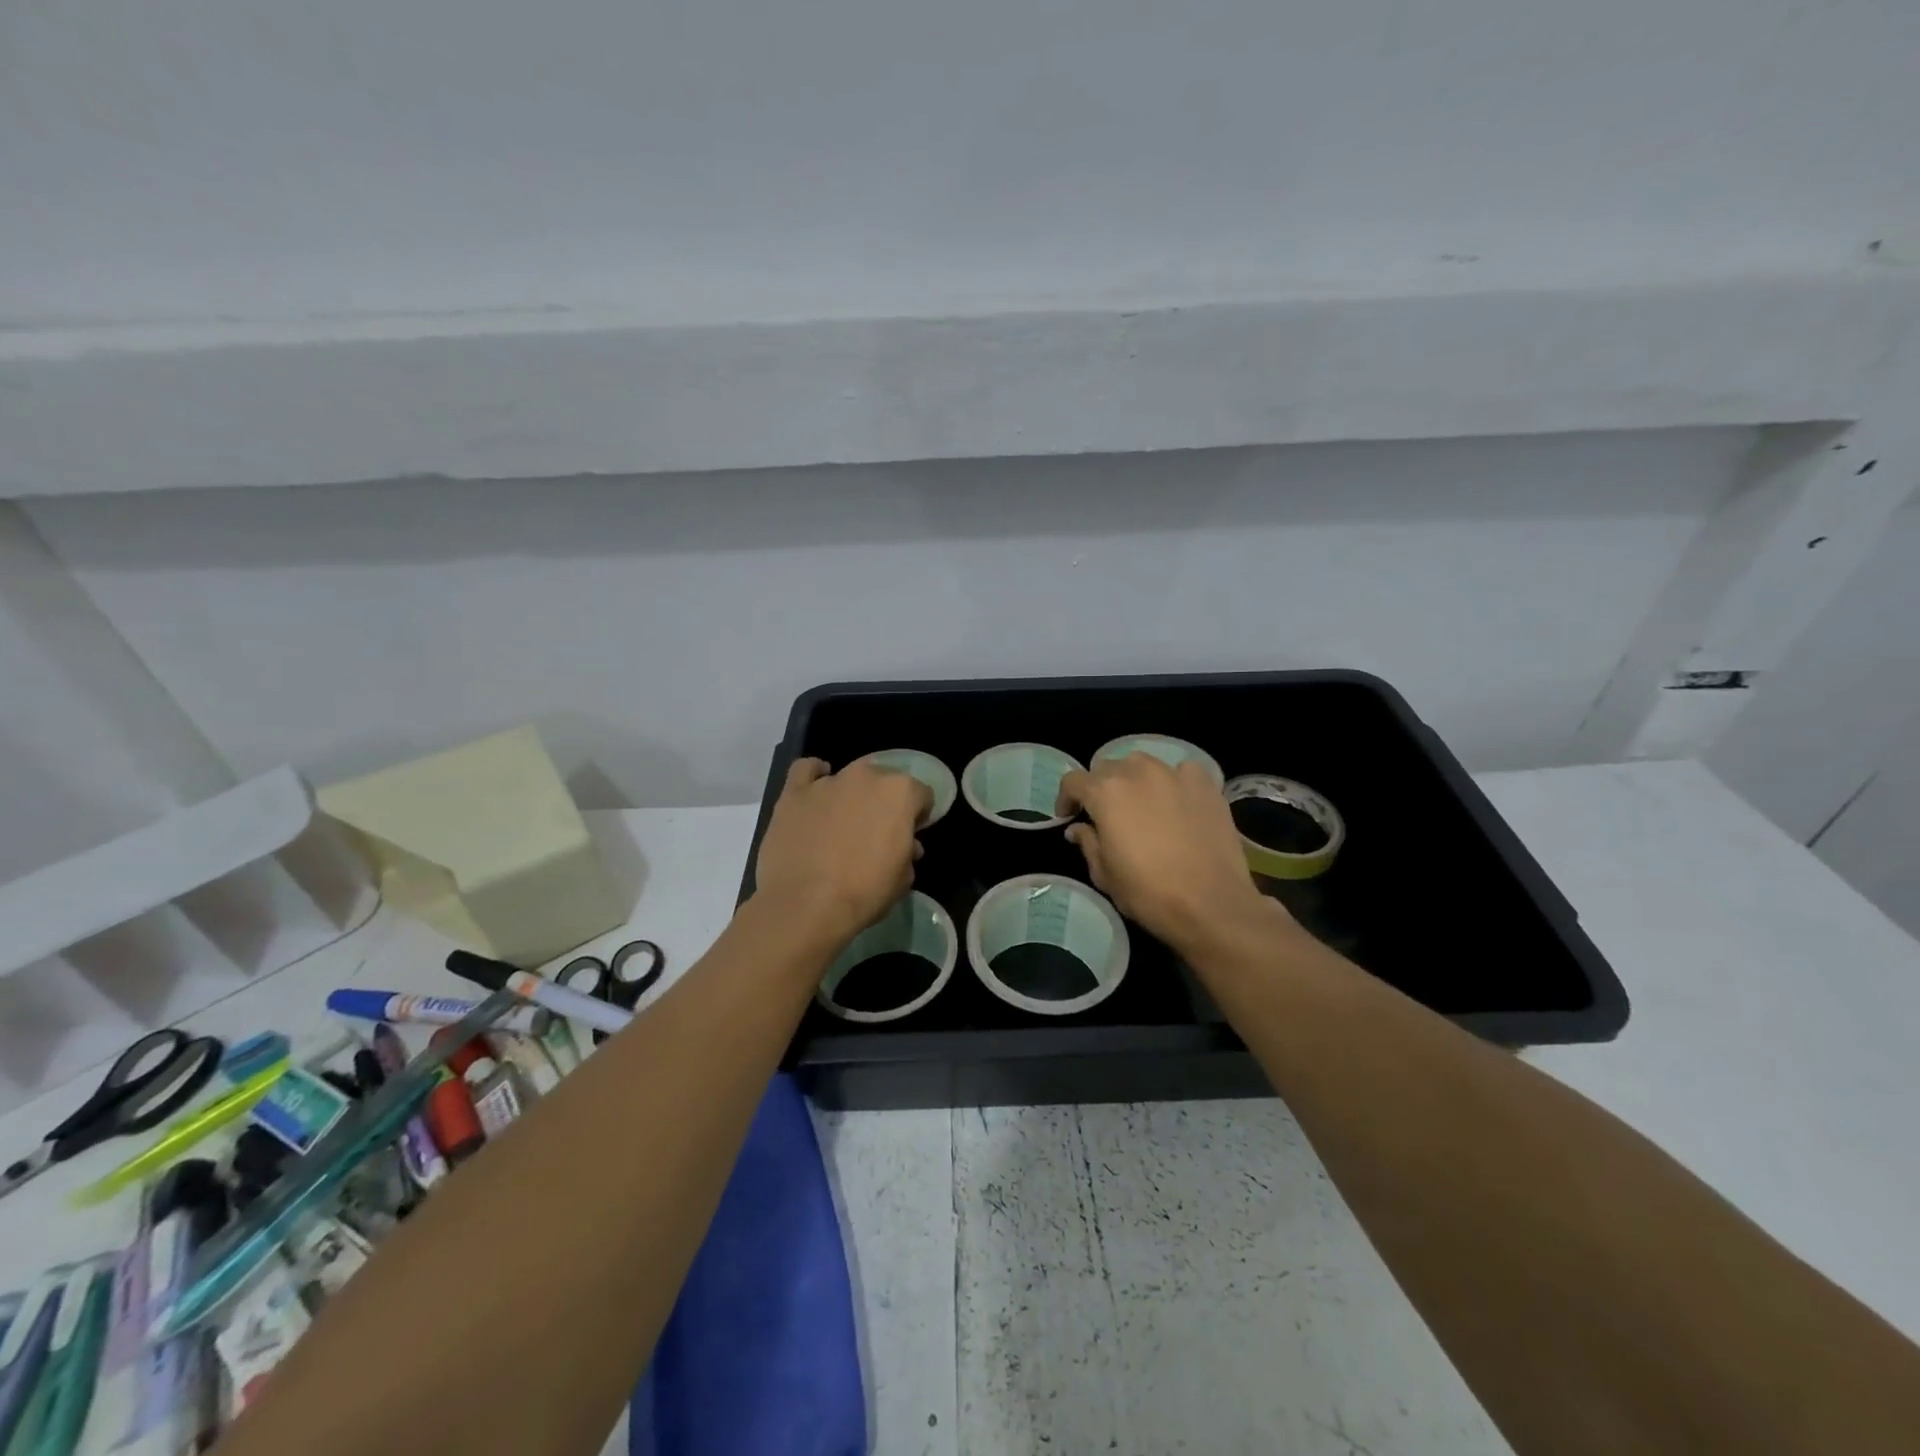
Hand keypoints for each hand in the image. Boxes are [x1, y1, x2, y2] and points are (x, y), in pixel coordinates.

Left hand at [754, 757, 930, 942]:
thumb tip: (905, 845)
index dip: (917, 816)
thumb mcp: (903, 879)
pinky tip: (814, 793)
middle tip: (875, 832)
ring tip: (841, 823)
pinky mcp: (794, 792)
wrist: (806, 905)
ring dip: (850, 795)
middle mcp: (866, 777)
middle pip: (883, 780)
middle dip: (883, 802)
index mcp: (900, 793)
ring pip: (847, 778)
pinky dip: (813, 777)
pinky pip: (806, 771)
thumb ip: (907, 853)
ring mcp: (828, 781)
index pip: (920, 795)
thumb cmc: (865, 893)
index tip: (909, 835)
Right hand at [1055, 754, 1279, 954]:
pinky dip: (1173, 783)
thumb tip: (1078, 828)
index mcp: (1105, 792)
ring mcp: (1174, 774)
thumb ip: (1087, 843)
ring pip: (1144, 765)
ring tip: (1143, 805)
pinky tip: (1178, 803)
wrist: (1212, 904)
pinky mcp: (1205, 784)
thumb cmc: (1148, 893)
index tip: (1069, 816)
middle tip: (1107, 814)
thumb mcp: (1105, 874)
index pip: (1074, 781)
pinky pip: (1181, 772)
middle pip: (1108, 767)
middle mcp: (1137, 772)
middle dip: (1101, 787)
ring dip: (1135, 780)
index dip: (1066, 798)